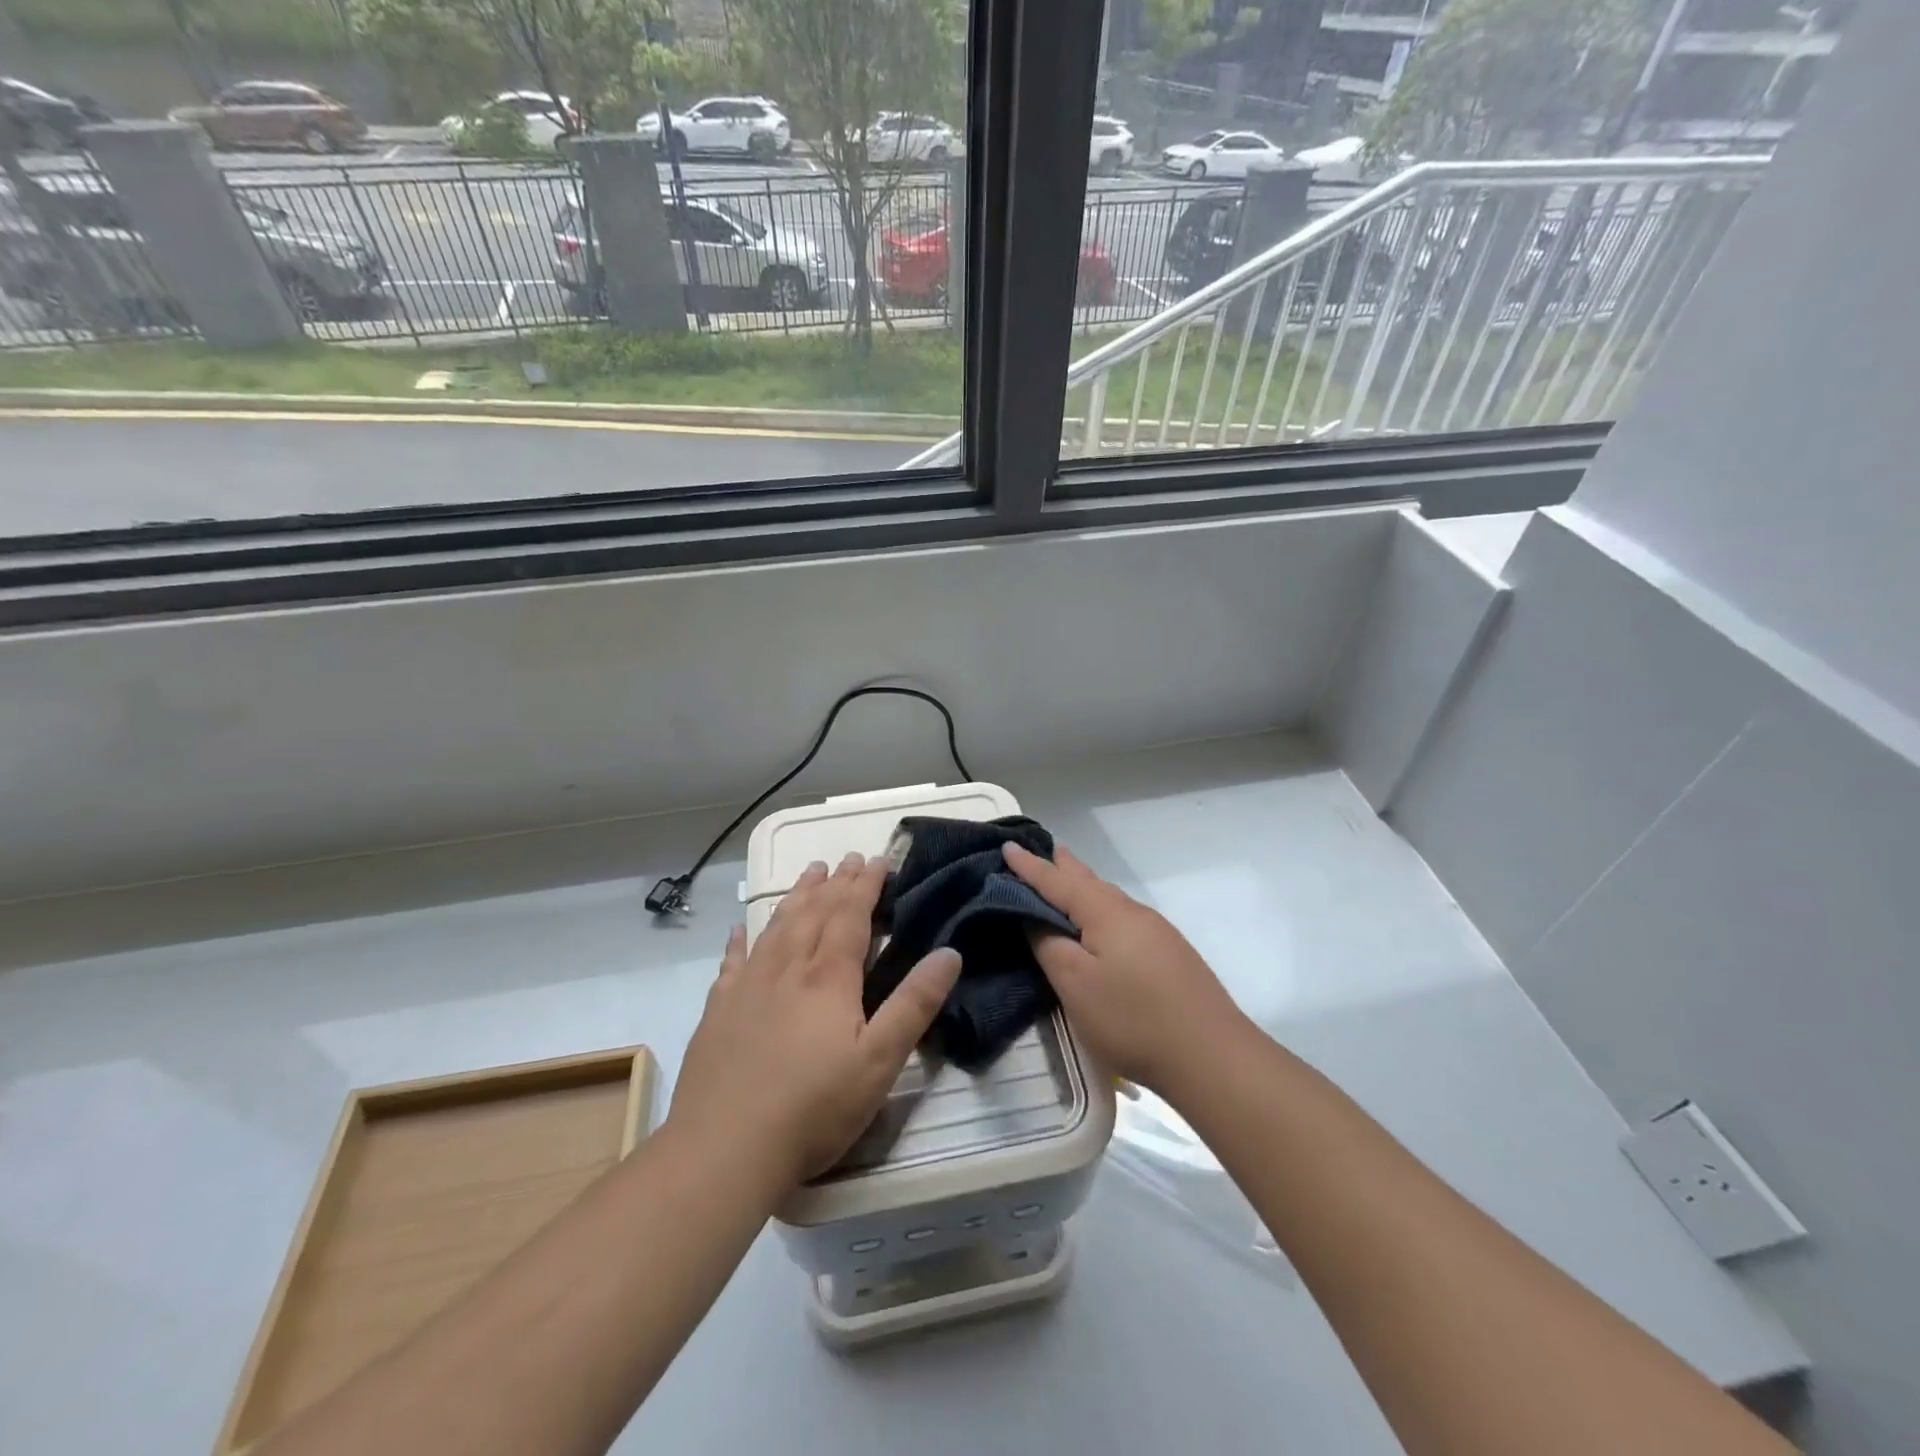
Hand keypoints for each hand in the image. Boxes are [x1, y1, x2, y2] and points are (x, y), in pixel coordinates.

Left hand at [669, 853, 963, 1189]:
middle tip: (848, 858)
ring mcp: (747, 987)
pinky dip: (742, 939)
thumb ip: (915, 1004)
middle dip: (835, 883)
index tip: (878, 860)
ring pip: (777, 926)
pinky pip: (733, 961)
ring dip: (796, 896)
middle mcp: (787, 968)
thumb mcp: (880, 1061)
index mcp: (828, 977)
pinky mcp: (719, 1011)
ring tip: (810, 874)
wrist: (724, 1149)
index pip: (851, 915)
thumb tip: (950, 952)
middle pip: (814, 912)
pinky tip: (742, 929)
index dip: (866, 885)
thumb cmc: (814, 1107)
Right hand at [1003, 841, 1249, 1095]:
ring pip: (1109, 898)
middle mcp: (1132, 912)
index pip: (1057, 881)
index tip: (1007, 846)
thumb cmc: (1132, 1018)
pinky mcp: (1170, 953)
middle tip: (1041, 852)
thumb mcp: (1075, 984)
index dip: (1029, 866)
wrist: (1211, 1055)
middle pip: (1089, 881)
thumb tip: (1034, 915)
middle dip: (1062, 867)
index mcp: (1105, 912)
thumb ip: (1049, 944)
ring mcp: (1156, 932)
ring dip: (1083, 886)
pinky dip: (1100, 907)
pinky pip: (1123, 916)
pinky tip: (1101, 922)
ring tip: (1066, 878)